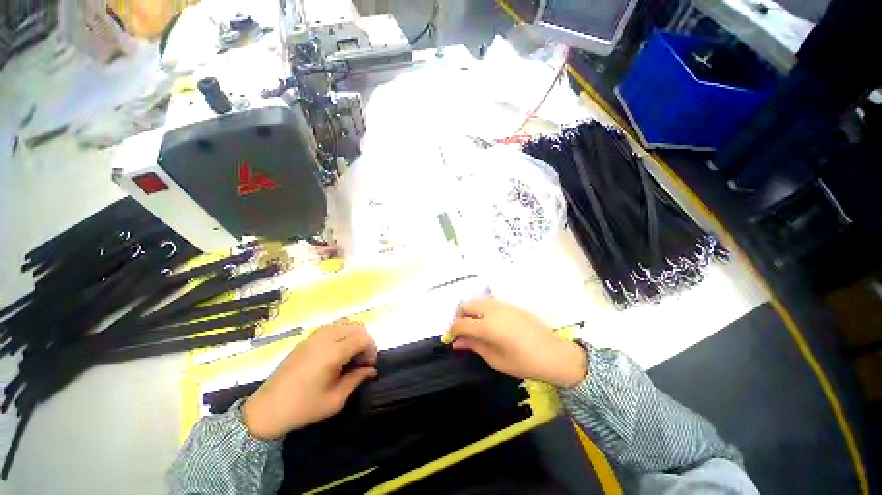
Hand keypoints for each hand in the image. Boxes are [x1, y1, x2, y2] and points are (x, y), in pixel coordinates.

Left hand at [243, 323, 377, 439]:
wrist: (266, 410)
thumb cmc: (303, 408)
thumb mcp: (335, 400)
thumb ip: (356, 380)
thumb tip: (371, 370)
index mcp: (332, 353)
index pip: (362, 338)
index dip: (371, 349)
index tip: (369, 366)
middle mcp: (324, 338)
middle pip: (356, 327)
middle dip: (365, 341)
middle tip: (362, 361)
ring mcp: (314, 336)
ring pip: (345, 324)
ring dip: (354, 335)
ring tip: (351, 355)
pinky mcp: (306, 339)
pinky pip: (332, 327)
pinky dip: (342, 333)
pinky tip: (338, 351)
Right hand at [444, 297, 586, 386]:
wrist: (555, 354)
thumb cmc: (524, 362)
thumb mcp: (496, 359)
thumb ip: (474, 346)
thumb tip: (457, 342)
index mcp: (487, 325)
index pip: (461, 323)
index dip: (452, 331)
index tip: (449, 339)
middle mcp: (492, 309)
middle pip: (466, 305)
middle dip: (459, 317)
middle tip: (461, 332)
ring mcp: (502, 304)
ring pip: (477, 300)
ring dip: (470, 311)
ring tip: (473, 327)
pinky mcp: (510, 304)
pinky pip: (489, 302)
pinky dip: (481, 309)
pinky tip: (487, 323)